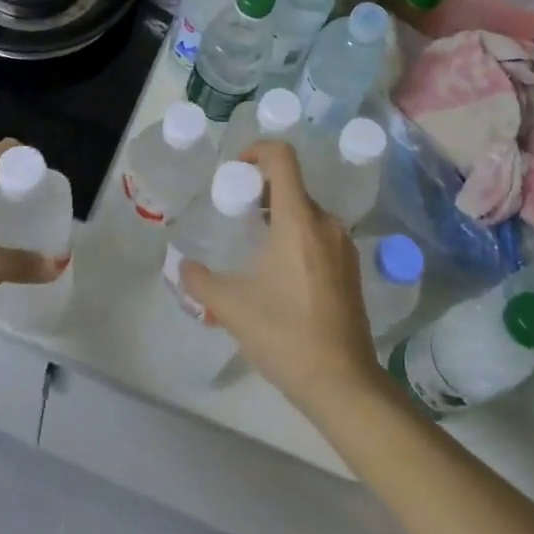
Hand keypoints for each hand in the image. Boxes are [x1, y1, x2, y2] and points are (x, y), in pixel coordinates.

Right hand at [180, 140, 388, 419]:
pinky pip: (320, 235)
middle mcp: (325, 222)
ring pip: (307, 212)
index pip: (282, 158)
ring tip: (256, 246)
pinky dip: (298, 237)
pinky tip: (281, 274)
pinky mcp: (352, 269)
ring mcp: (343, 246)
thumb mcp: (231, 306)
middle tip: (236, 215)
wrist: (343, 383)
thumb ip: (200, 280)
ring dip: (279, 216)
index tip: (236, 171)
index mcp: (298, 219)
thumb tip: (181, 266)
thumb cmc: (285, 334)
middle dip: (261, 190)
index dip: (257, 150)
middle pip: (292, 185)